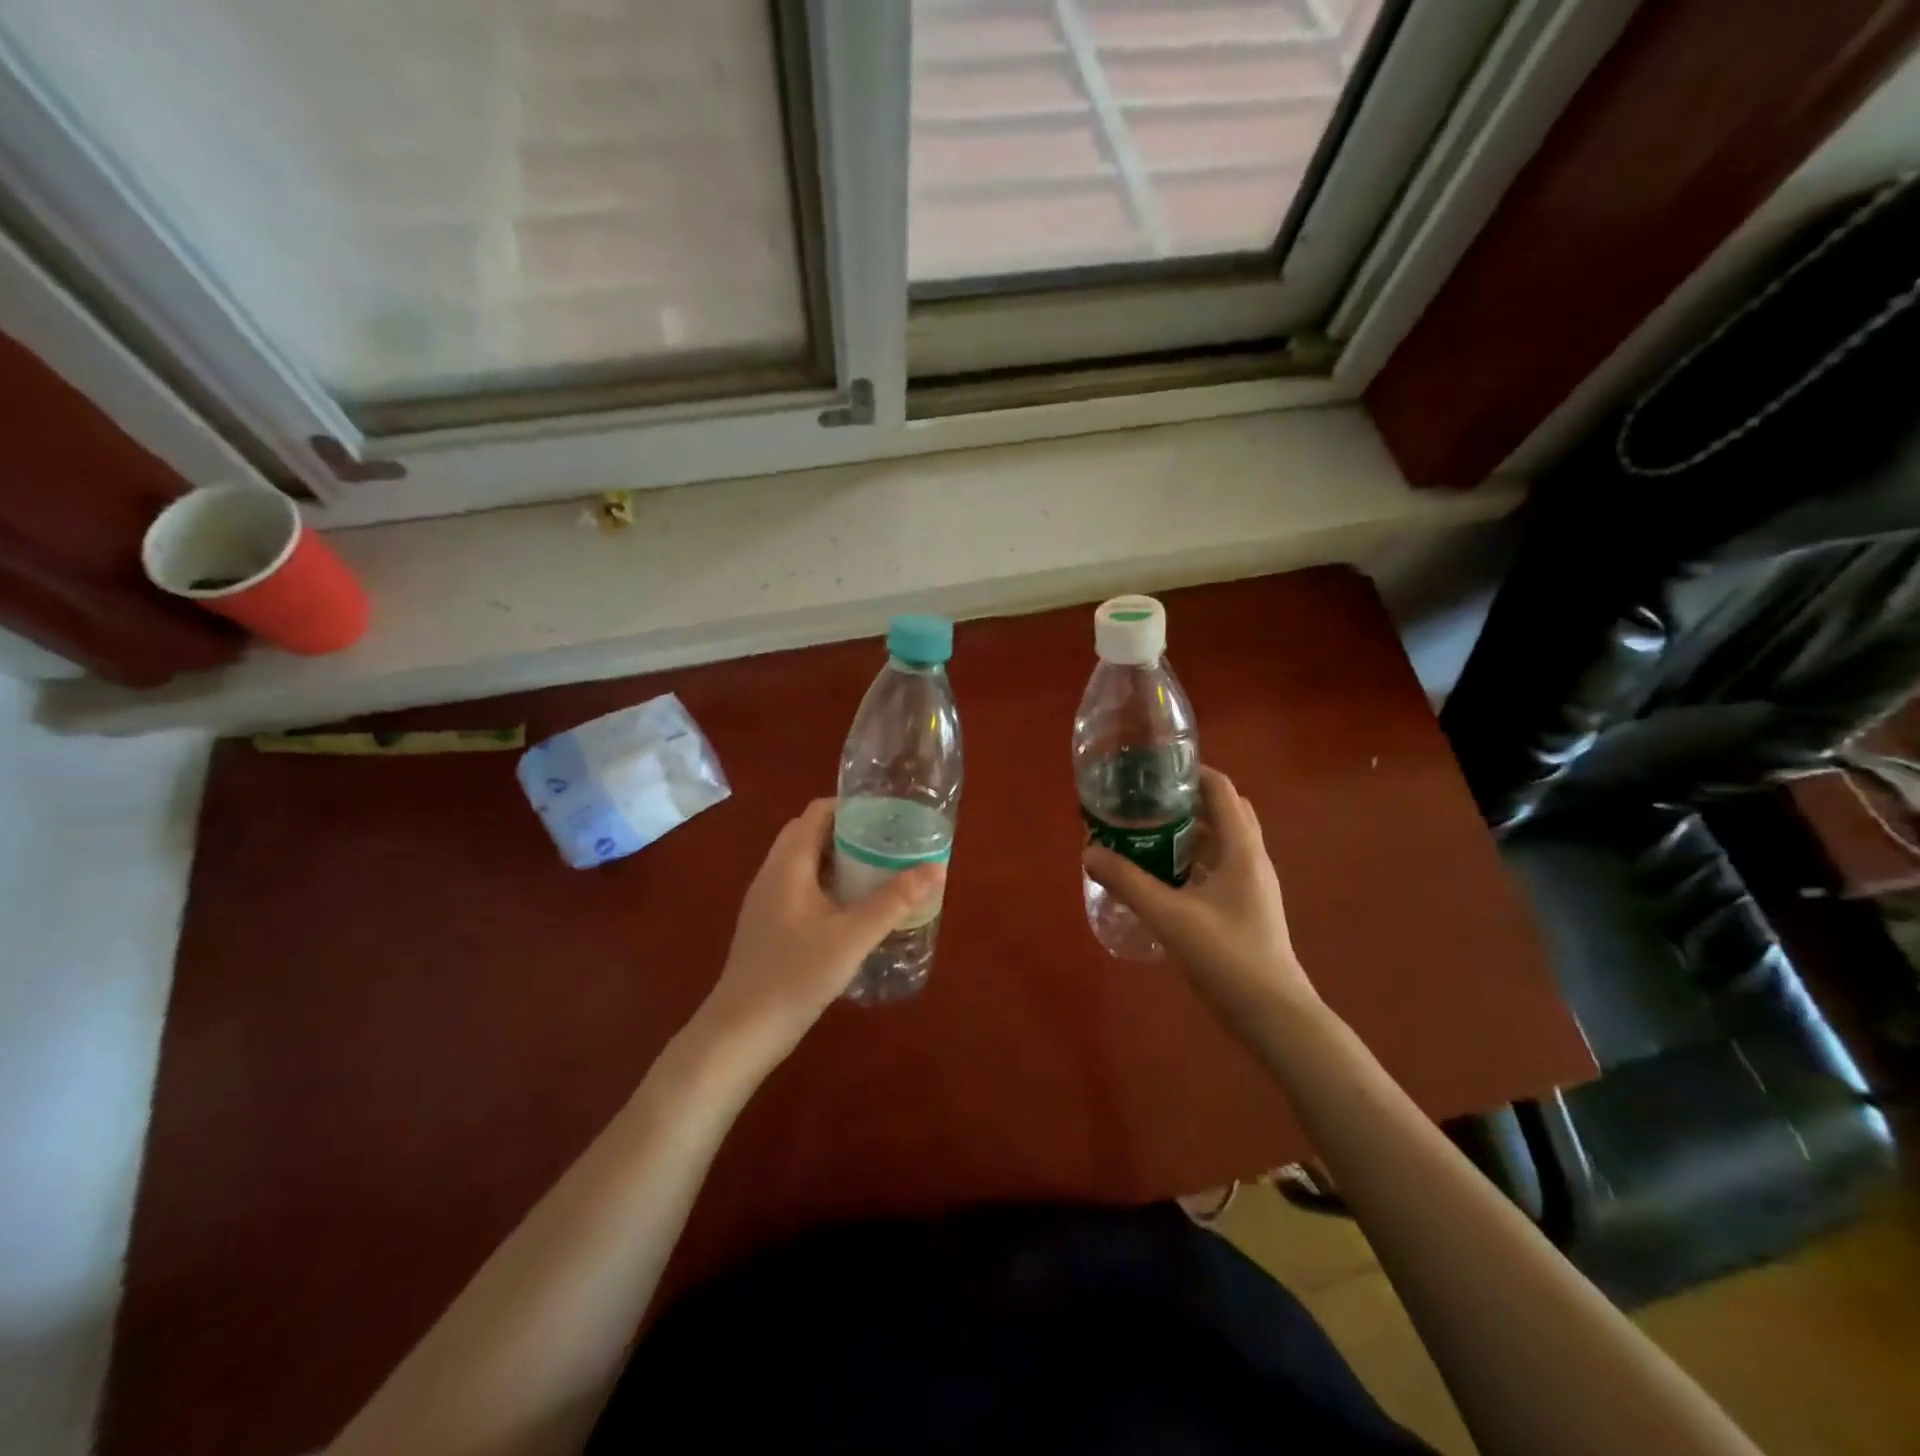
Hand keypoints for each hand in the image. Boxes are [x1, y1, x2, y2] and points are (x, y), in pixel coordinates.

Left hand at [694, 798, 944, 1067]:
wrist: (741, 1032)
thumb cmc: (795, 975)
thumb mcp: (852, 937)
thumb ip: (893, 901)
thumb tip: (935, 867)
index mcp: (788, 864)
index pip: (817, 812)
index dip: (852, 806)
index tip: (888, 815)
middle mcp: (772, 874)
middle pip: (810, 834)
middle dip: (849, 832)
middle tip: (888, 843)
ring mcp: (766, 901)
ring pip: (805, 863)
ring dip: (838, 860)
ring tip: (879, 871)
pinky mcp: (768, 926)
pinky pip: (800, 888)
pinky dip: (827, 885)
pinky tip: (853, 910)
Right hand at [1082, 766, 1318, 1026]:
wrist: (1274, 1016)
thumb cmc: (1228, 956)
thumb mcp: (1171, 916)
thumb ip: (1128, 882)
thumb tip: (1089, 852)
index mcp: (1242, 849)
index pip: (1221, 790)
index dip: (1190, 772)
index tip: (1152, 770)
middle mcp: (1250, 858)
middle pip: (1221, 812)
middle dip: (1184, 801)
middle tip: (1144, 802)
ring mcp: (1250, 885)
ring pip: (1218, 842)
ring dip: (1185, 832)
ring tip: (1142, 833)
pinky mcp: (1244, 908)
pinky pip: (1215, 868)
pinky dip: (1189, 861)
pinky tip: (1159, 876)